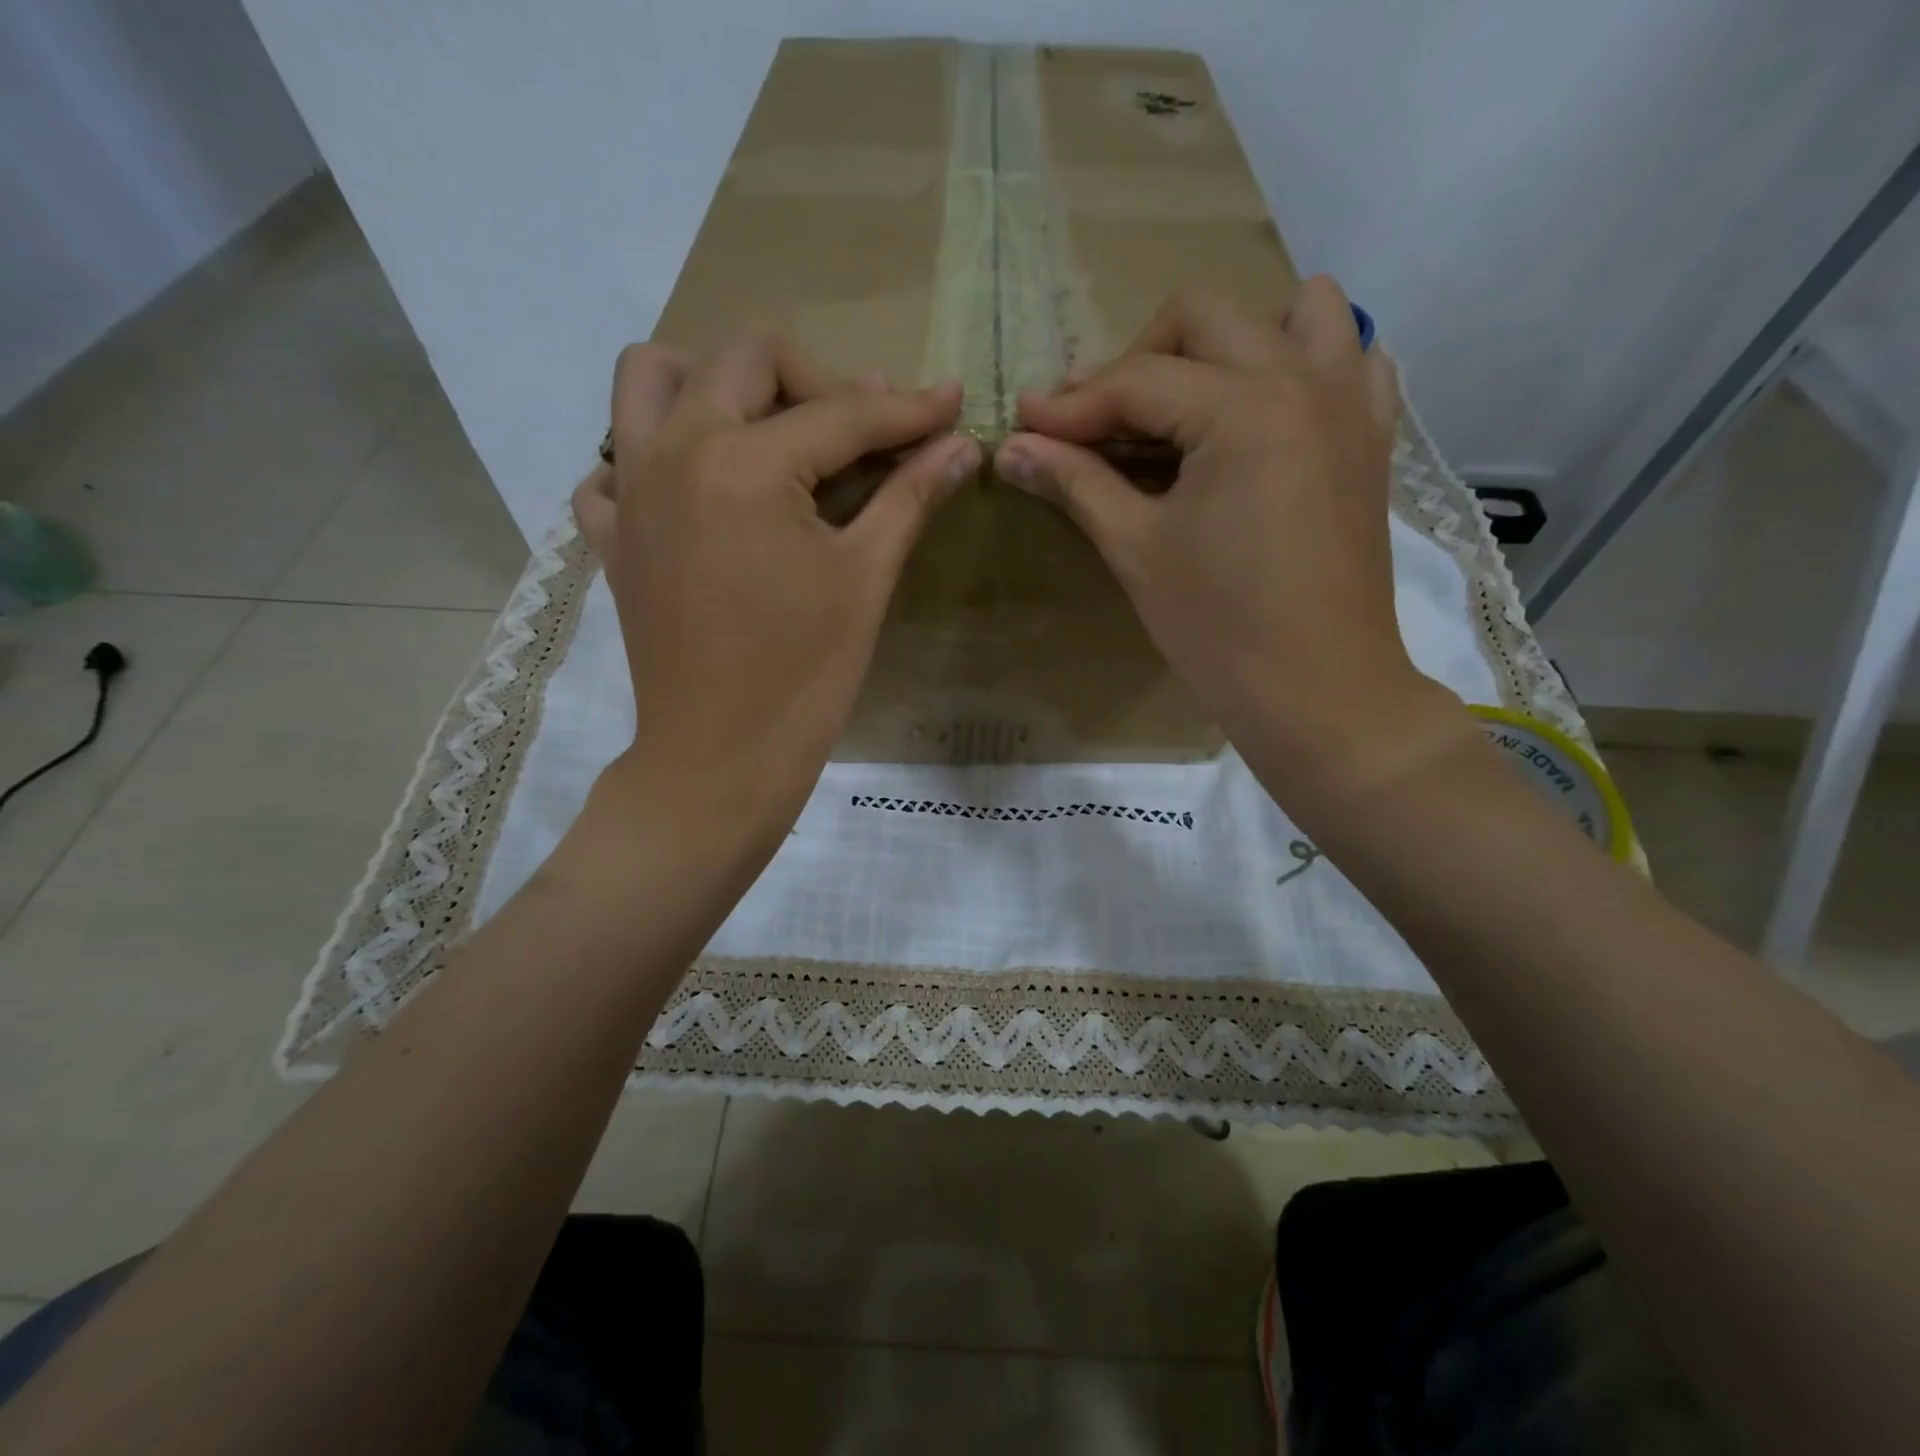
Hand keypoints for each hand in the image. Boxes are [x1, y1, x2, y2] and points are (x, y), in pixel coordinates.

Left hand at [572, 333, 974, 846]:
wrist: (720, 759)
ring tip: (764, 431)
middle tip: (860, 433)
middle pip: (744, 359)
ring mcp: (629, 490)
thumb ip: (910, 497)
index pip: (842, 412)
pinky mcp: (611, 536)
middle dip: (817, 380)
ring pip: (650, 378)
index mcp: (745, 463)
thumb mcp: (865, 579)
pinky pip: (612, 463)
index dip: (909, 409)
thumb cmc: (803, 676)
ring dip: (714, 382)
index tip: (953, 403)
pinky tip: (698, 494)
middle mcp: (673, 450)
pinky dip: (652, 456)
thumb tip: (963, 446)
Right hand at [996, 279, 1458, 791]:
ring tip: (1189, 401)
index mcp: (1243, 408)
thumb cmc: (1219, 628)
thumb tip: (1010, 450)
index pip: (1137, 380)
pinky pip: (1350, 358)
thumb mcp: (1137, 550)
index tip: (1023, 424)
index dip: (1070, 404)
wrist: (1318, 690)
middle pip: (1204, 317)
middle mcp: (1304, 379)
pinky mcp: (1371, 437)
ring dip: (1229, 340)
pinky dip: (1302, 363)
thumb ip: (1075, 483)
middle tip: (1099, 423)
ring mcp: (1350, 402)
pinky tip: (1265, 412)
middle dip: (1137, 359)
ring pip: (1293, 311)